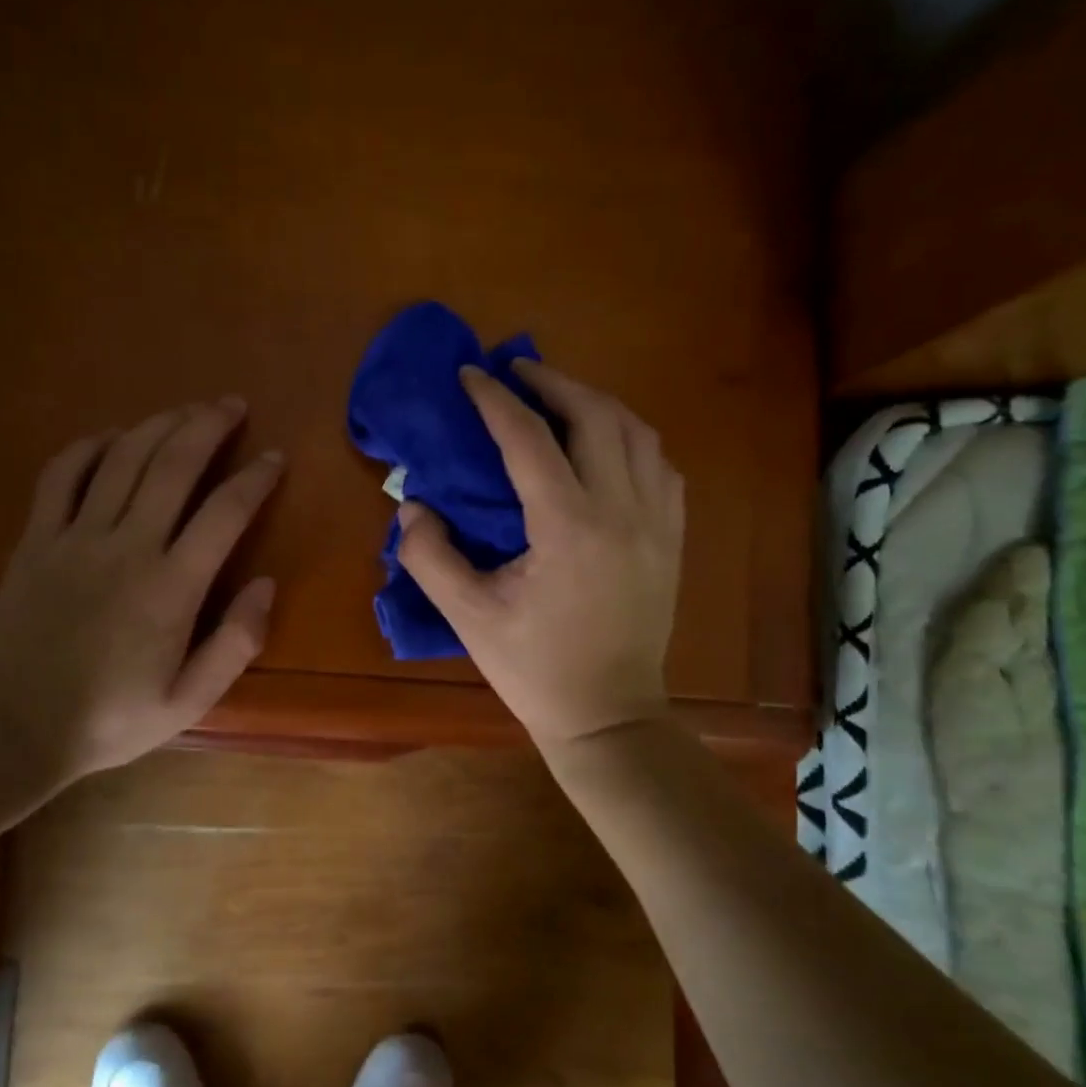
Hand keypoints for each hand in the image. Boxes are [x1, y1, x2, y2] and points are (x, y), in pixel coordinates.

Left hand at [0, 397, 282, 782]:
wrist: (12, 728)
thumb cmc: (110, 719)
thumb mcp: (189, 701)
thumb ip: (236, 643)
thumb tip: (266, 584)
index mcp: (171, 588)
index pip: (225, 513)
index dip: (255, 478)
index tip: (275, 458)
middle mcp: (127, 547)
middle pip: (173, 465)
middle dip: (208, 426)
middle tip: (232, 404)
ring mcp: (75, 537)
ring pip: (123, 459)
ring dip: (159, 424)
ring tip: (187, 409)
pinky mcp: (36, 539)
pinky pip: (62, 475)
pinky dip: (90, 446)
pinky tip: (113, 436)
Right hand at [397, 360, 683, 747]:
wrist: (608, 714)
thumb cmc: (534, 668)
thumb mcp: (468, 616)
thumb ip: (430, 555)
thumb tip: (413, 506)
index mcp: (568, 527)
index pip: (529, 438)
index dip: (495, 400)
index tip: (470, 375)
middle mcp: (622, 510)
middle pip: (595, 415)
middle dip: (552, 382)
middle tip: (516, 373)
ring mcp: (657, 522)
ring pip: (637, 431)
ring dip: (594, 403)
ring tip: (558, 398)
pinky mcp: (672, 537)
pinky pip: (659, 464)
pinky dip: (629, 438)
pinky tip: (604, 445)